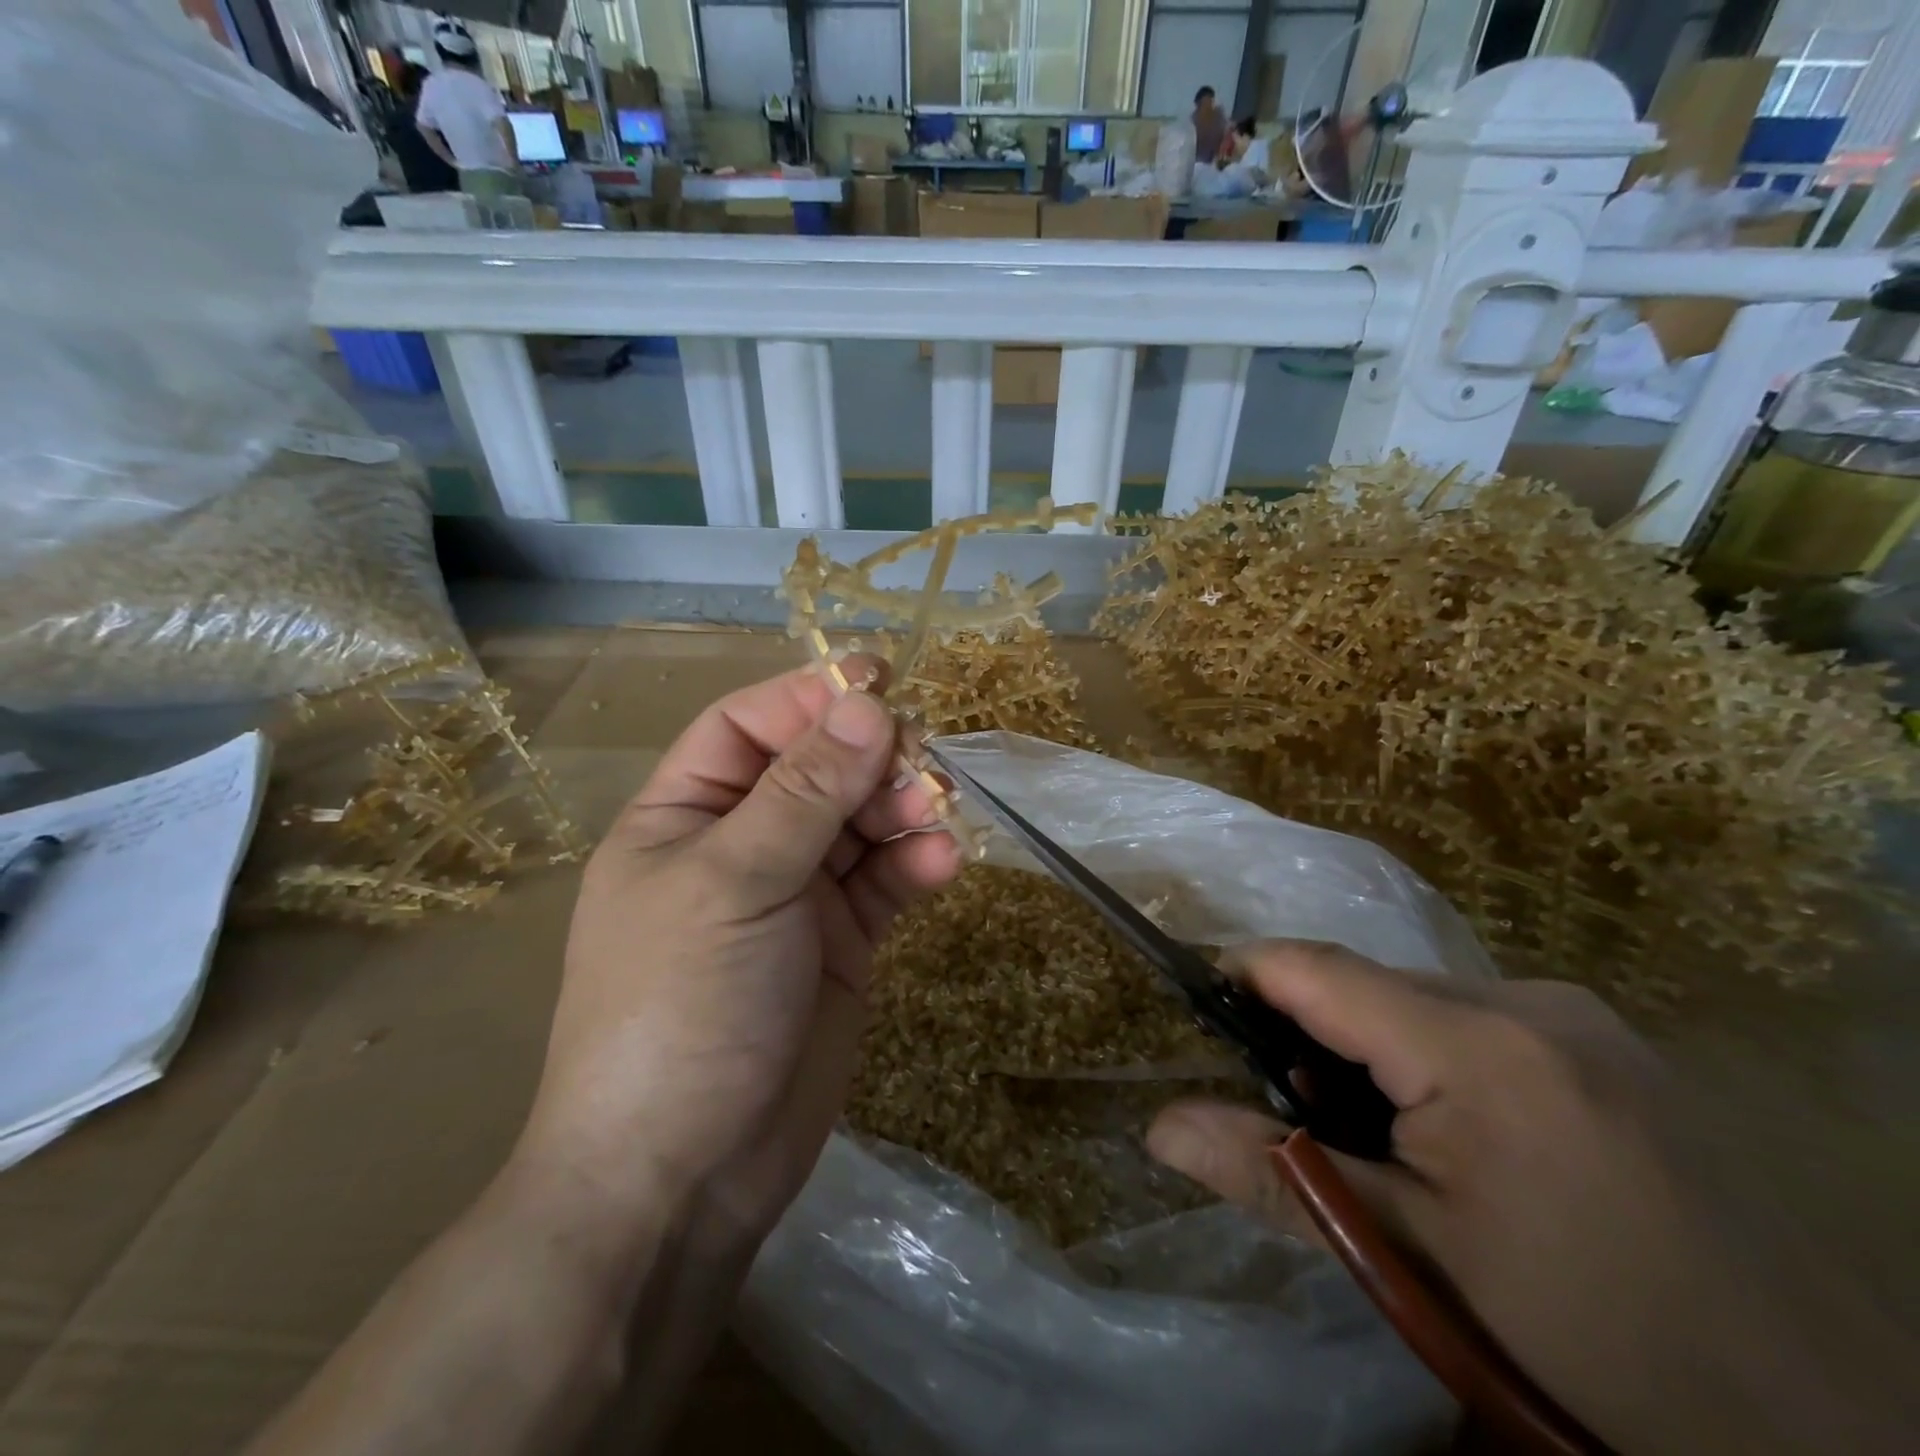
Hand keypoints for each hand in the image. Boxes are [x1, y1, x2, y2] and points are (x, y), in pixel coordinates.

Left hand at [519, 660, 962, 1248]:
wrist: (684, 1176)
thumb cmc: (682, 1007)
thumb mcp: (736, 882)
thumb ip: (806, 792)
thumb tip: (867, 704)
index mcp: (686, 815)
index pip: (750, 727)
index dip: (810, 697)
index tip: (879, 679)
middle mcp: (741, 845)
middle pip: (817, 770)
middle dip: (869, 758)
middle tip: (920, 760)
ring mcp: (794, 895)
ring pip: (859, 824)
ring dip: (901, 810)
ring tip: (936, 813)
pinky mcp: (840, 942)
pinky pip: (884, 884)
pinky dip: (914, 868)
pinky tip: (943, 867)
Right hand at [1146, 944, 1919, 1455]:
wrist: (1832, 1436)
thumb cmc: (1592, 1342)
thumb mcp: (1415, 1261)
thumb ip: (1278, 1174)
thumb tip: (1158, 1126)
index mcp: (1478, 1043)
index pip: (1316, 968)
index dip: (1242, 974)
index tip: (1195, 1006)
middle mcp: (1530, 1000)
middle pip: (1368, 984)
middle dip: (1311, 1034)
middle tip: (1295, 1115)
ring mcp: (1582, 1018)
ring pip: (1421, 1002)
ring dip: (1372, 1050)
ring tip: (1376, 1139)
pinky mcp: (1612, 1045)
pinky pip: (1478, 1022)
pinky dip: (1432, 1058)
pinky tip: (1454, 1138)